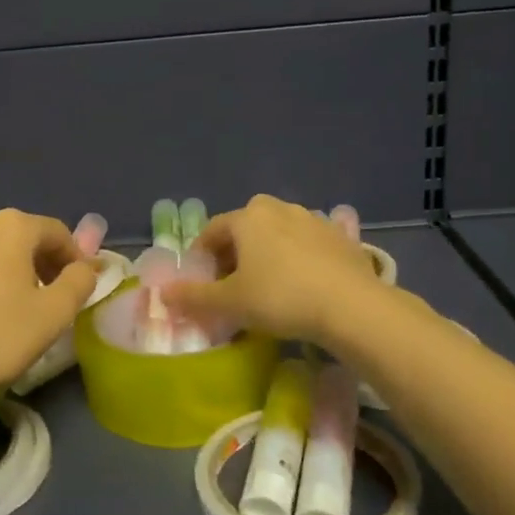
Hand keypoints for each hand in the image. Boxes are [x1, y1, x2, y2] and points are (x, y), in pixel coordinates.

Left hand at [0, 209, 97, 406]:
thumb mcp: (55, 314)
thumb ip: (80, 281)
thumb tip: (84, 267)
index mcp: (12, 226)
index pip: (57, 232)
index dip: (74, 259)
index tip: (77, 288)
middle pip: (19, 237)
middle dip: (38, 262)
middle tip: (46, 298)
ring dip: (3, 269)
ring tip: (6, 306)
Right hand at [162, 194, 381, 344]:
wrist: (351, 306)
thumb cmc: (280, 298)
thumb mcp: (230, 303)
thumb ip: (193, 297)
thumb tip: (163, 294)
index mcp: (248, 216)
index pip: (213, 231)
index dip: (203, 257)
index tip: (202, 283)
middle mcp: (279, 208)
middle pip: (246, 228)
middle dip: (235, 253)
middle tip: (233, 285)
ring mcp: (314, 219)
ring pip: (278, 235)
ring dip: (267, 255)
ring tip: (268, 287)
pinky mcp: (341, 237)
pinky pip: (307, 245)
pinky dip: (297, 260)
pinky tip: (302, 286)